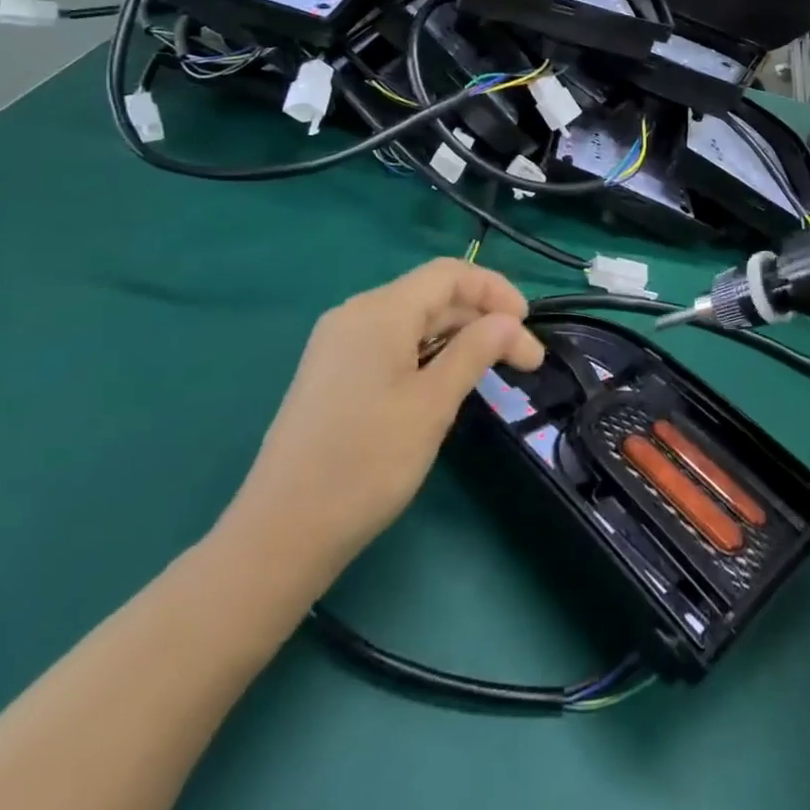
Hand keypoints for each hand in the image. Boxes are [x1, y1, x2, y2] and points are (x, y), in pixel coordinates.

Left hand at [222, 259, 543, 585]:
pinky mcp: (332, 373)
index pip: (450, 275)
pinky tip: (445, 383)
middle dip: (483, 319)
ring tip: (491, 370)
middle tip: (522, 361)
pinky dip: (429, 353)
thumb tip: (510, 321)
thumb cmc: (366, 462)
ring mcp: (338, 344)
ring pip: (414, 321)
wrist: (280, 535)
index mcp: (379, 311)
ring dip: (459, 337)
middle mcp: (355, 315)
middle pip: (433, 295)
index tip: (529, 326)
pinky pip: (392, 344)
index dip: (496, 291)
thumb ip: (476, 350)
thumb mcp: (433, 403)